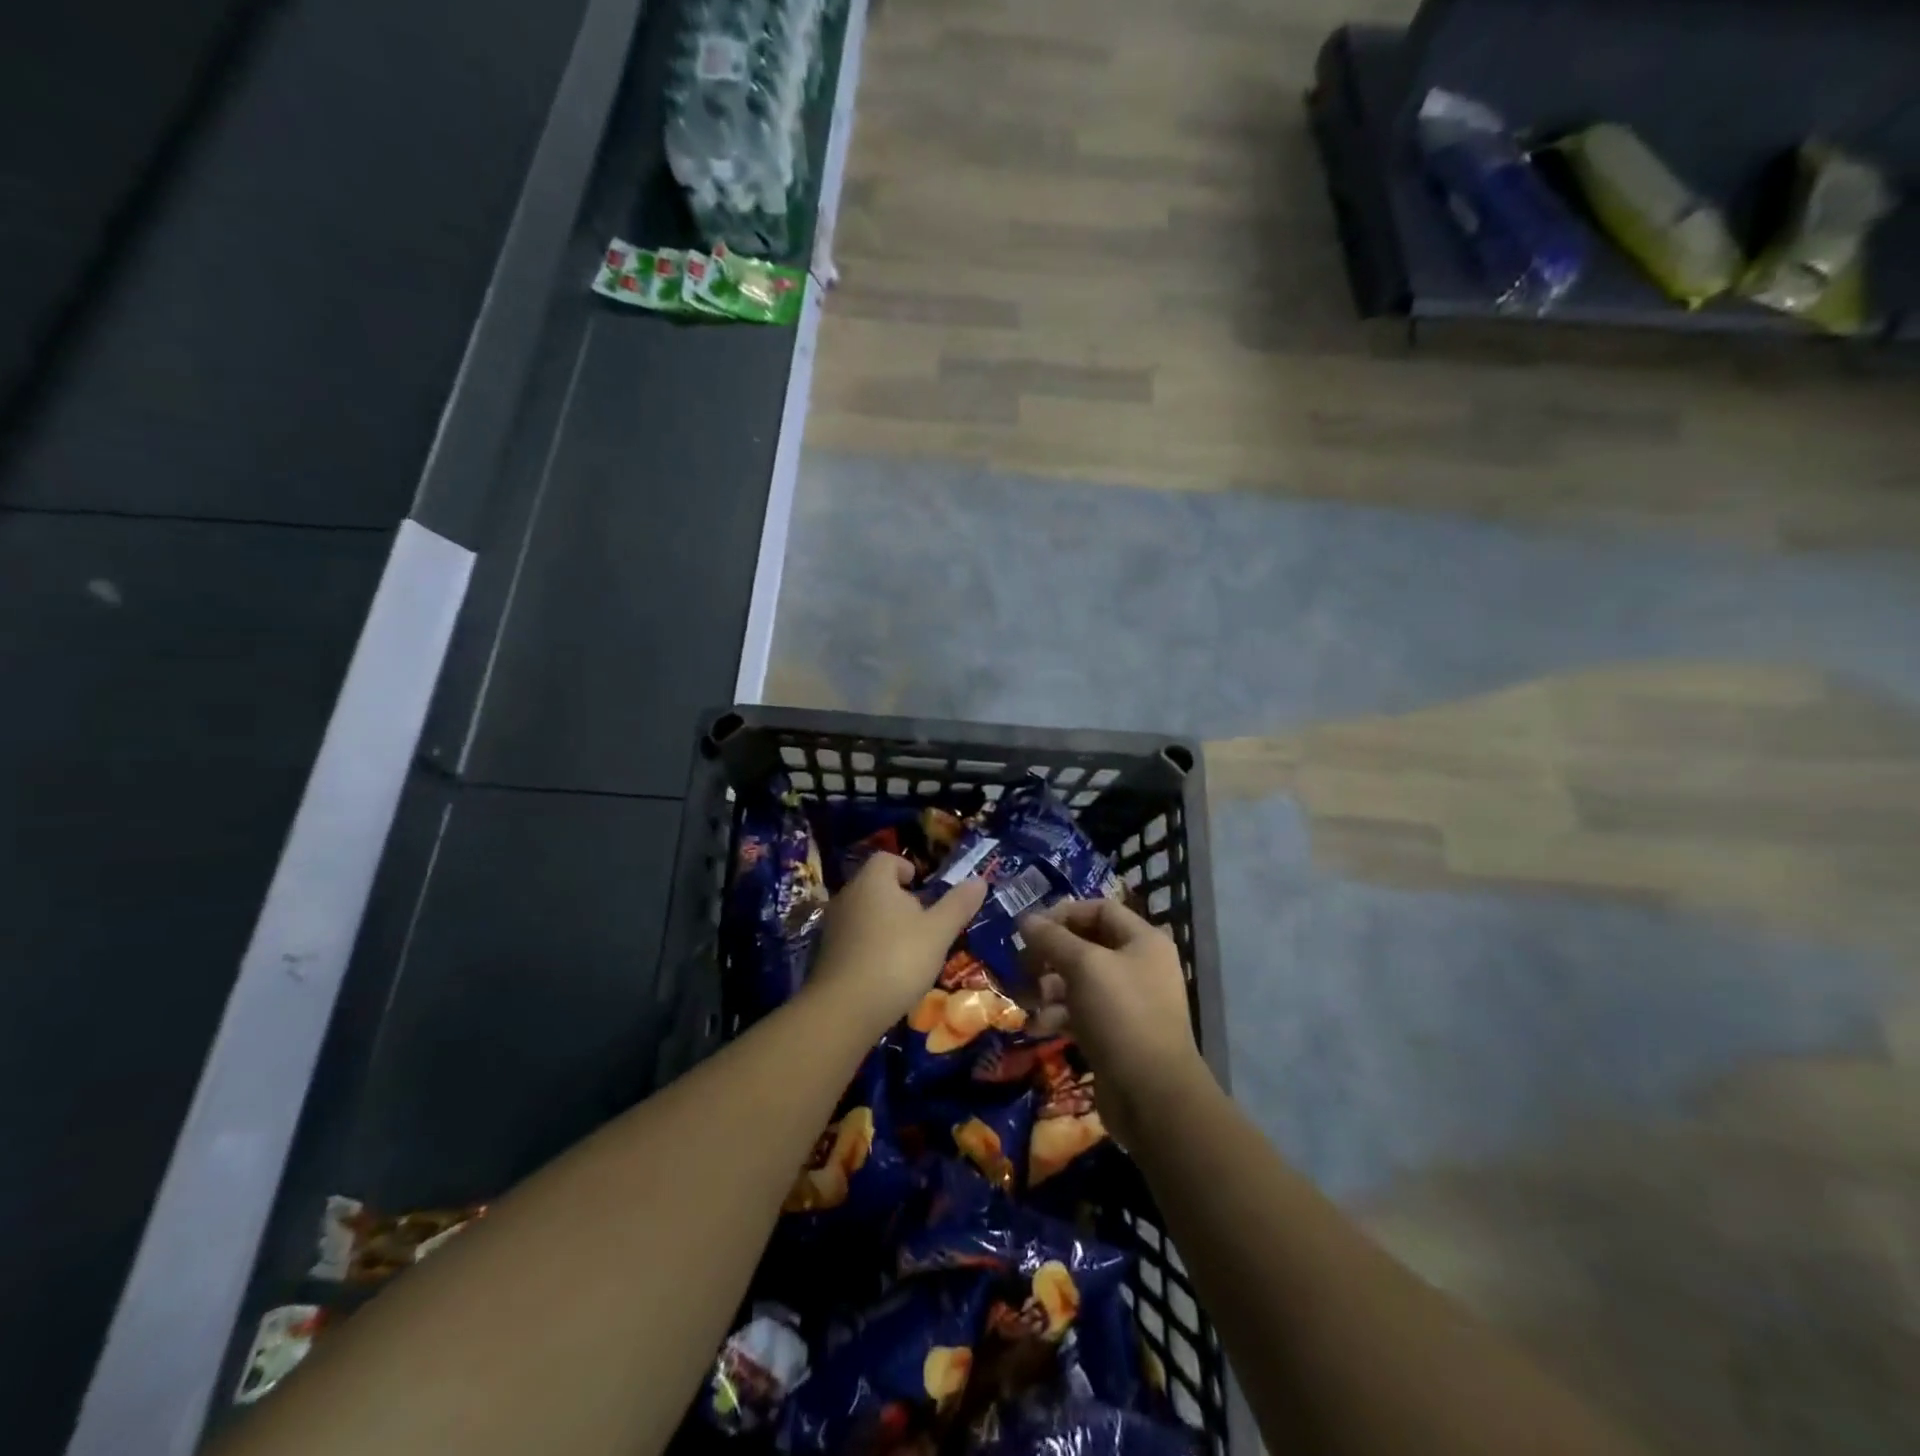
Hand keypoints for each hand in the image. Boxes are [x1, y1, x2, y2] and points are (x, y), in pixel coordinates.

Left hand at [807, 853, 987, 1034]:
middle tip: (924, 921)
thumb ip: (958, 904)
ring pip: (863, 913)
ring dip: (885, 924)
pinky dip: (870, 946)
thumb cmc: (897, 959)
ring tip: (909, 948)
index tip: (923, 887)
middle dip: (899, 898)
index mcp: (873, 881)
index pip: (886, 859)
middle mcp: (848, 896)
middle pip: (875, 886)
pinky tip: (887, 970)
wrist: (845, 1009)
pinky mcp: (826, 954)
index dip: (906, 868)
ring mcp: (833, 926)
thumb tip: (979, 879)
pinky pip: (853, 938)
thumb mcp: (938, 932)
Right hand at [1016, 899, 1210, 1146]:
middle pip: (1086, 946)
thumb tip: (1025, 919)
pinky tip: (1036, 1027)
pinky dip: (1057, 1015)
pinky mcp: (1115, 1034)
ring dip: (1048, 988)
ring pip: (1079, 981)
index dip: (1063, 914)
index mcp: (1143, 941)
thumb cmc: (1121, 1016)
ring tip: (1026, 1000)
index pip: (1099, 909)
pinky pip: (1081, 1012)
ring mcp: (1128, 1002)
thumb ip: (1052, 939)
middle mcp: (1139, 966)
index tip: (1030, 929)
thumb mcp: (1084, 967)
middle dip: (1050, 955)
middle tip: (1021, 966)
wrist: (1152, 1096)